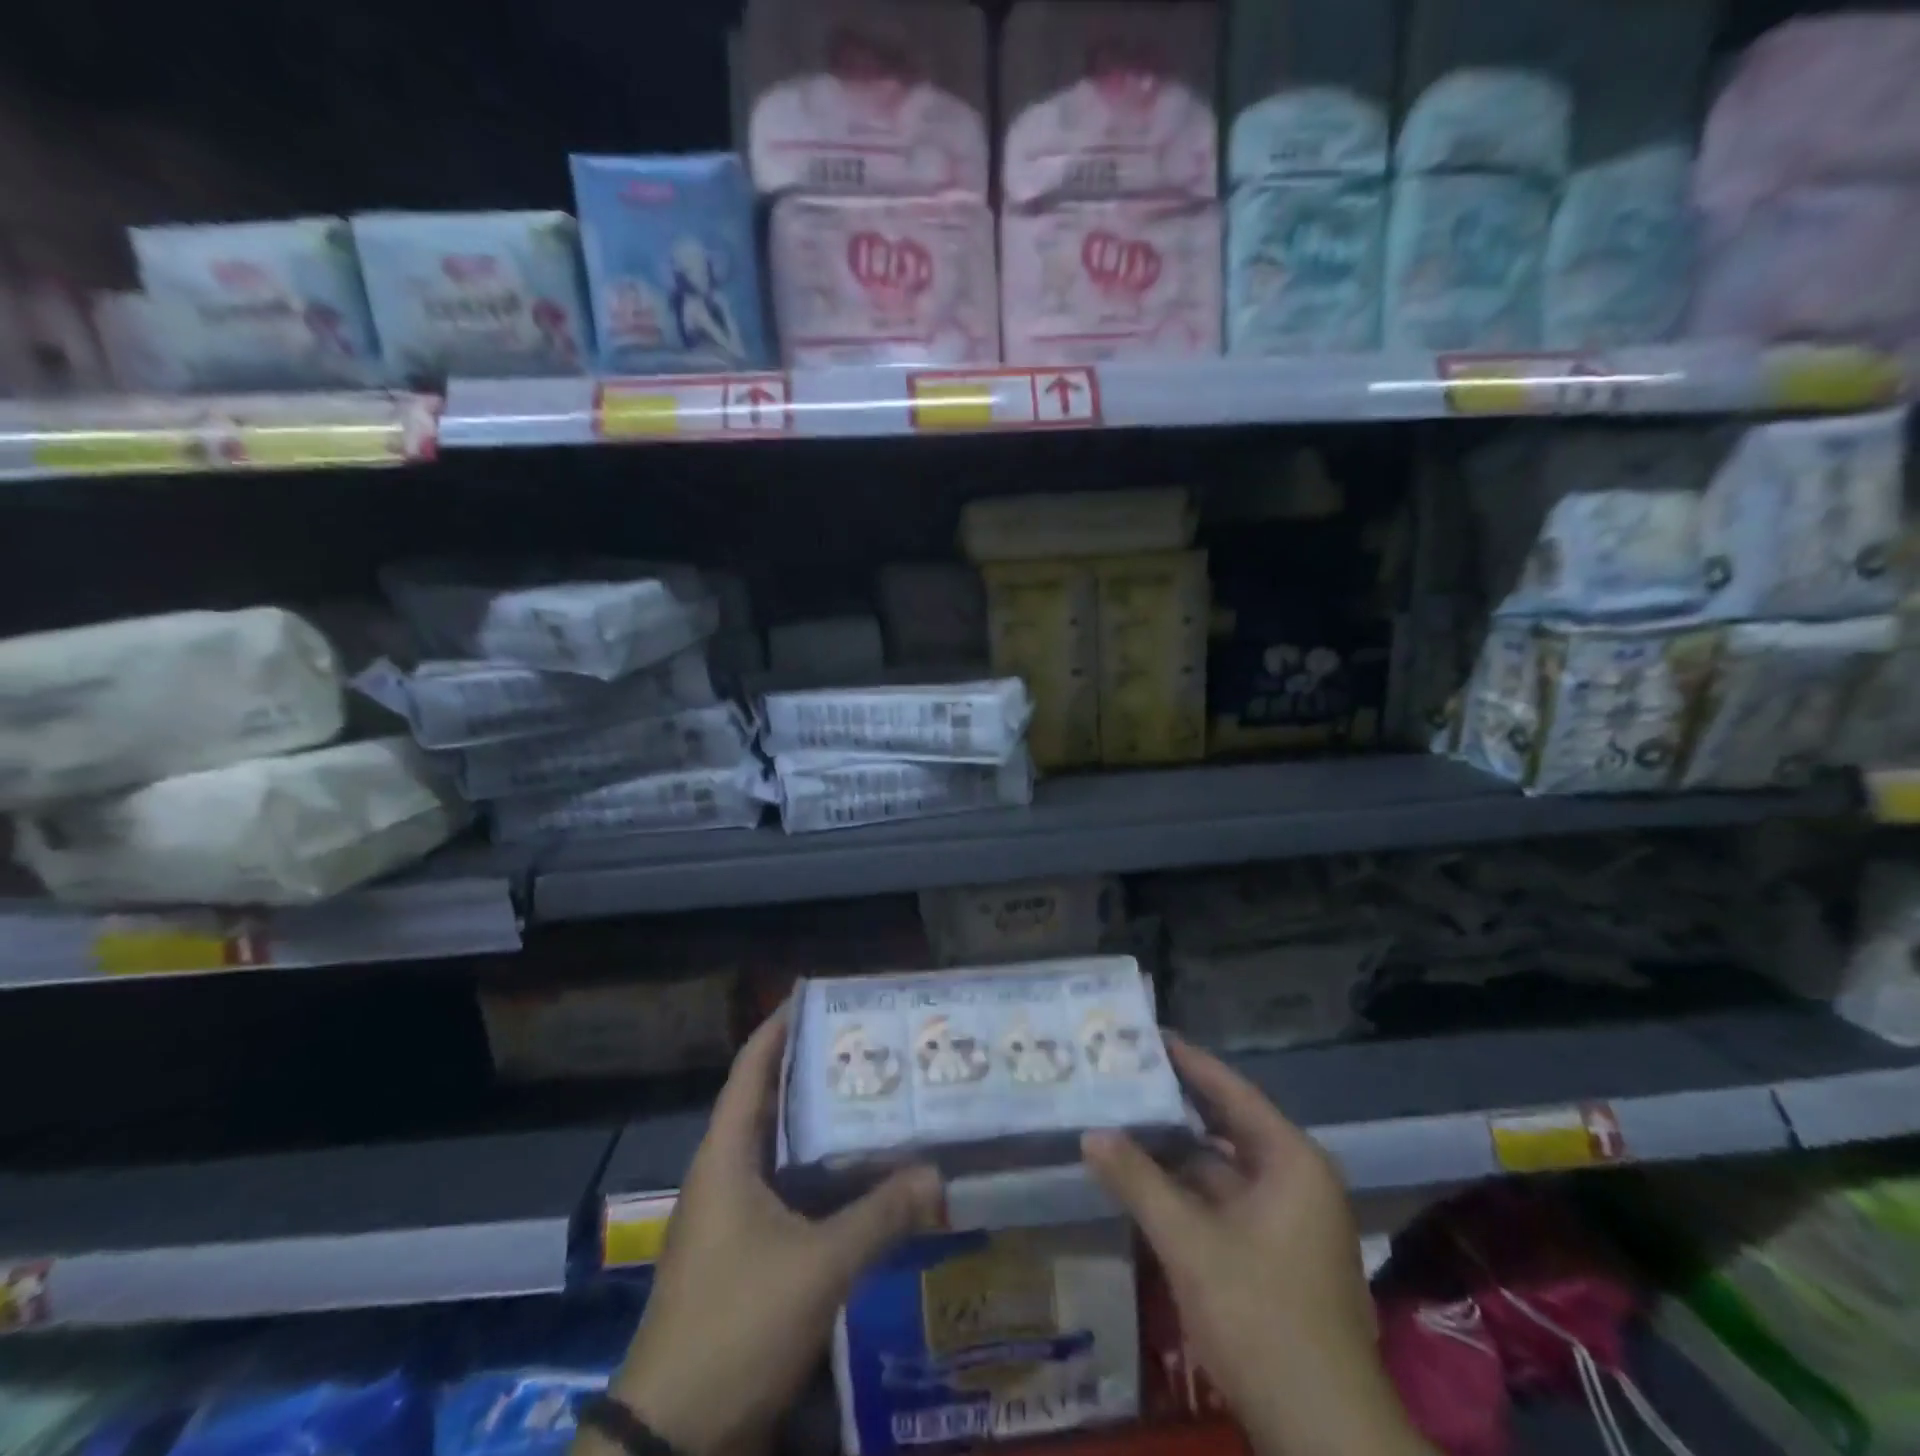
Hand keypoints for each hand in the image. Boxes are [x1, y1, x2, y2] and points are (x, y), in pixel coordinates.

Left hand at [588, 1012, 944, 1455]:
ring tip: (873, 1095)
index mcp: (725, 1156)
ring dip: (819, 1123)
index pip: (752, 1068)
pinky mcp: (743, 1252)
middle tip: (867, 1044)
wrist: (672, 1438)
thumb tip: (938, 1175)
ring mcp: (730, 1216)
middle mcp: (724, 1174)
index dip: (780, 1026)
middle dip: (813, 1069)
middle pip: (769, 1101)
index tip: (819, 995)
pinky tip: (860, 1174)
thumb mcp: (817, 1267)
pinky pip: (786, 1189)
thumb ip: (880, 1217)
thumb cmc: (736, 1326)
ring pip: (780, 1148)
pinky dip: (819, 1172)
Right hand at [1082, 1038, 1430, 1455]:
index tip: (1145, 1035)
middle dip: (1174, 1103)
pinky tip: (1145, 1180)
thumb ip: (1138, 1181)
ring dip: (1176, 1150)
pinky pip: (1225, 1200)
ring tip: (1123, 1120)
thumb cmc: (1261, 1317)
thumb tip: (1091, 1134)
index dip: (1187, 1061)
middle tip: (1123, 1075)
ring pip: (1222, 1167)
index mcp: (1291, 1160)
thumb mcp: (1190, 1244)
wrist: (1324, 1435)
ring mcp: (1289, 1220)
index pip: (1230, 1090)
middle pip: (1226, 1124)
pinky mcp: (1276, 1255)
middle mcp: (1296, 1178)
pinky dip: (1187, 1189)